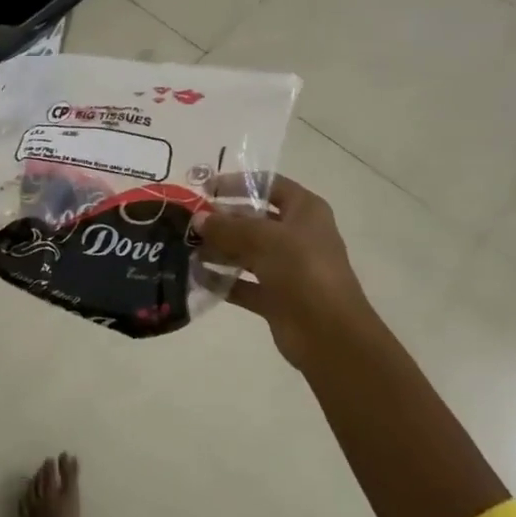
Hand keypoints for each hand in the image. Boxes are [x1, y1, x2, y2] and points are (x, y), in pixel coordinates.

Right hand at [194, 174, 375, 370]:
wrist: (329, 334)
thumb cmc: (302, 270)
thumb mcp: (263, 238)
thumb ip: (227, 227)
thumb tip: (198, 220)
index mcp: (305, 211)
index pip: (269, 185)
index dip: (239, 183)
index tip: (206, 187)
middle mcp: (297, 235)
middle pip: (254, 219)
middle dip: (222, 220)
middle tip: (188, 222)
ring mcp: (287, 268)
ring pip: (247, 252)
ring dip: (219, 250)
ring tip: (186, 248)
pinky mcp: (276, 298)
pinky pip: (244, 284)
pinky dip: (223, 280)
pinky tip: (196, 276)